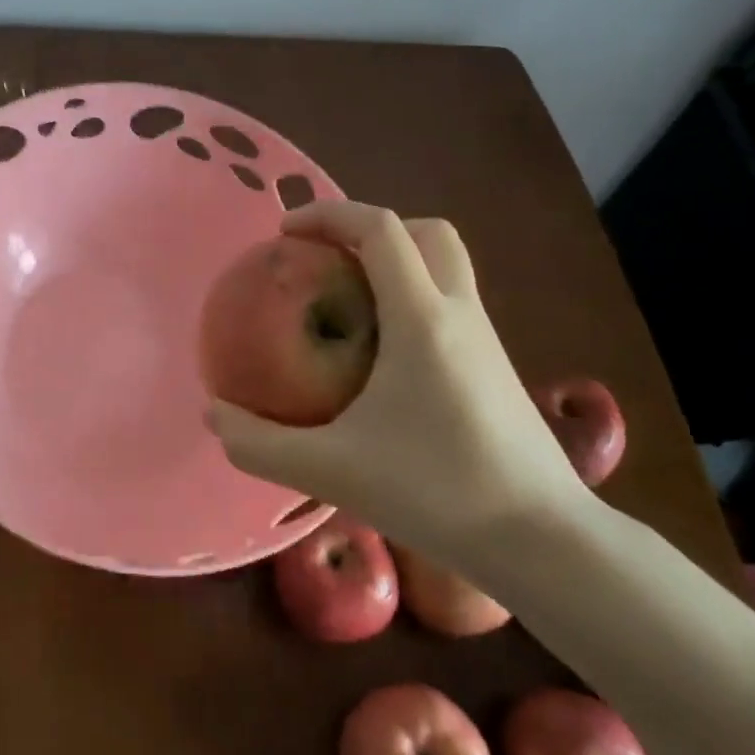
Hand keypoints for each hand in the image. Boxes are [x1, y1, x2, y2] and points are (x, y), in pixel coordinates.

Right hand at [207, 202, 586, 565]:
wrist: (543, 541)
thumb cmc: (435, 491)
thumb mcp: (330, 470)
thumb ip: (259, 444)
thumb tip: (211, 416)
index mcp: (422, 318)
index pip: (380, 228)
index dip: (329, 213)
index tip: (284, 232)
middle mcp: (460, 312)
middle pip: (426, 232)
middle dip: (371, 229)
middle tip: (325, 260)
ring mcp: (486, 339)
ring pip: (446, 266)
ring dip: (397, 262)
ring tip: (347, 303)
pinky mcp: (497, 367)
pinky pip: (451, 304)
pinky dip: (413, 299)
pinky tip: (383, 356)